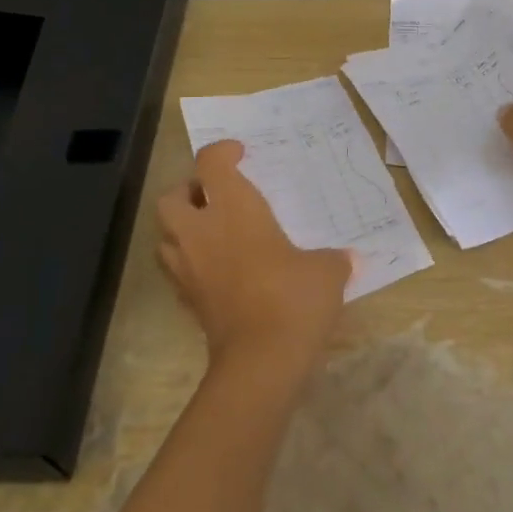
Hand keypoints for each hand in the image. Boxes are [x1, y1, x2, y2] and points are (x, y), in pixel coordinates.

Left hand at [156, 140, 352, 372]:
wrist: (261, 359)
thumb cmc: (294, 297)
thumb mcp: (326, 270)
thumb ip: (332, 259)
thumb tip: (347, 259)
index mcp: (233, 208)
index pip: (211, 163)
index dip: (222, 152)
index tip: (241, 154)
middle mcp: (200, 231)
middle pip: (172, 197)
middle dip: (189, 191)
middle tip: (216, 197)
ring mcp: (187, 268)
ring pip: (165, 235)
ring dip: (183, 228)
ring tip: (213, 233)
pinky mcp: (186, 301)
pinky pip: (178, 270)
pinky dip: (190, 263)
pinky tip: (219, 270)